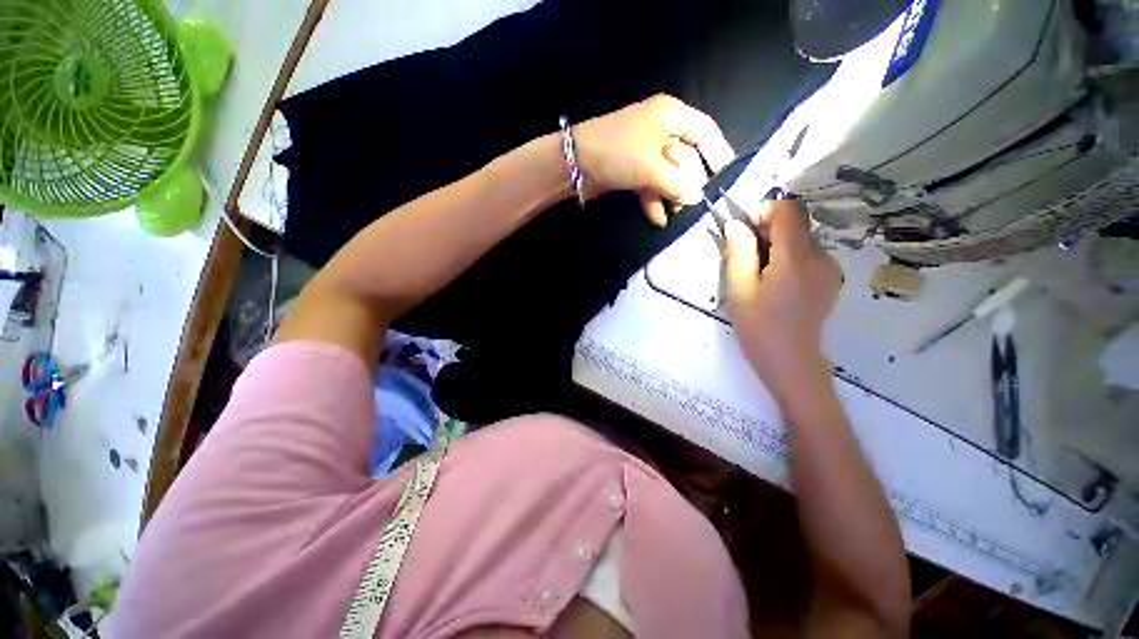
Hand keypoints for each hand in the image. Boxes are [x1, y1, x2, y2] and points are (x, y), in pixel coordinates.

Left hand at [574, 95, 734, 225]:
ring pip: (672, 170)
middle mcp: (662, 126)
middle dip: (690, 182)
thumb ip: (682, 185)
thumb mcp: (655, 169)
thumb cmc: (618, 154)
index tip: (727, 179)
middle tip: (694, 203)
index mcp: (671, 114)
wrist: (569, 162)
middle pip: (690, 155)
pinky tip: (658, 217)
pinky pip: (654, 179)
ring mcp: (646, 145)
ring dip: (674, 193)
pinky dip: (656, 196)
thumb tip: (698, 198)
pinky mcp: (633, 162)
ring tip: (676, 213)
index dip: (719, 155)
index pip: (707, 131)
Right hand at [723, 200, 842, 400]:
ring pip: (804, 239)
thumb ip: (738, 251)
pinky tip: (786, 289)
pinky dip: (797, 261)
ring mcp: (829, 269)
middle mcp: (818, 255)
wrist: (795, 367)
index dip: (765, 212)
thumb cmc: (764, 332)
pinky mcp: (832, 281)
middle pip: (796, 223)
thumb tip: (737, 225)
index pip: (787, 208)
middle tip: (754, 260)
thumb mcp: (740, 292)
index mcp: (795, 255)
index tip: (749, 234)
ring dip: (784, 247)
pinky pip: (812, 256)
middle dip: (772, 231)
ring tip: (769, 279)